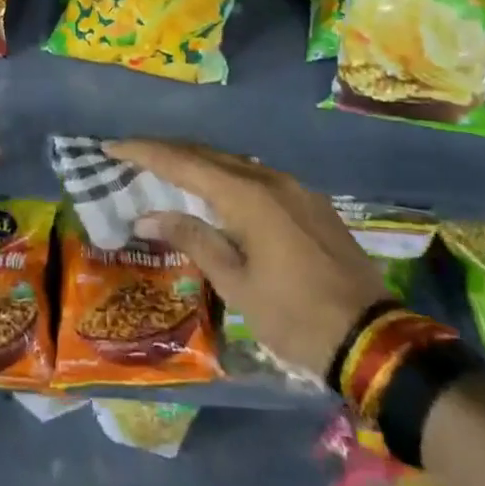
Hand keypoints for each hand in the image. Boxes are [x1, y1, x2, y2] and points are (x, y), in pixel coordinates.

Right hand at [108, 140, 389, 380]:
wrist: (372, 339)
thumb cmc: (295, 316)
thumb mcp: (236, 284)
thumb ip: (193, 239)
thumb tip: (149, 215)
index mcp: (249, 196)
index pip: (184, 162)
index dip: (145, 152)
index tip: (111, 146)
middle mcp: (271, 180)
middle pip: (208, 155)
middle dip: (168, 152)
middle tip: (132, 155)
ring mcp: (295, 188)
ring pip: (234, 164)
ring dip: (198, 164)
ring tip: (166, 170)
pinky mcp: (310, 203)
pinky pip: (256, 178)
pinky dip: (226, 178)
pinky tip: (215, 192)